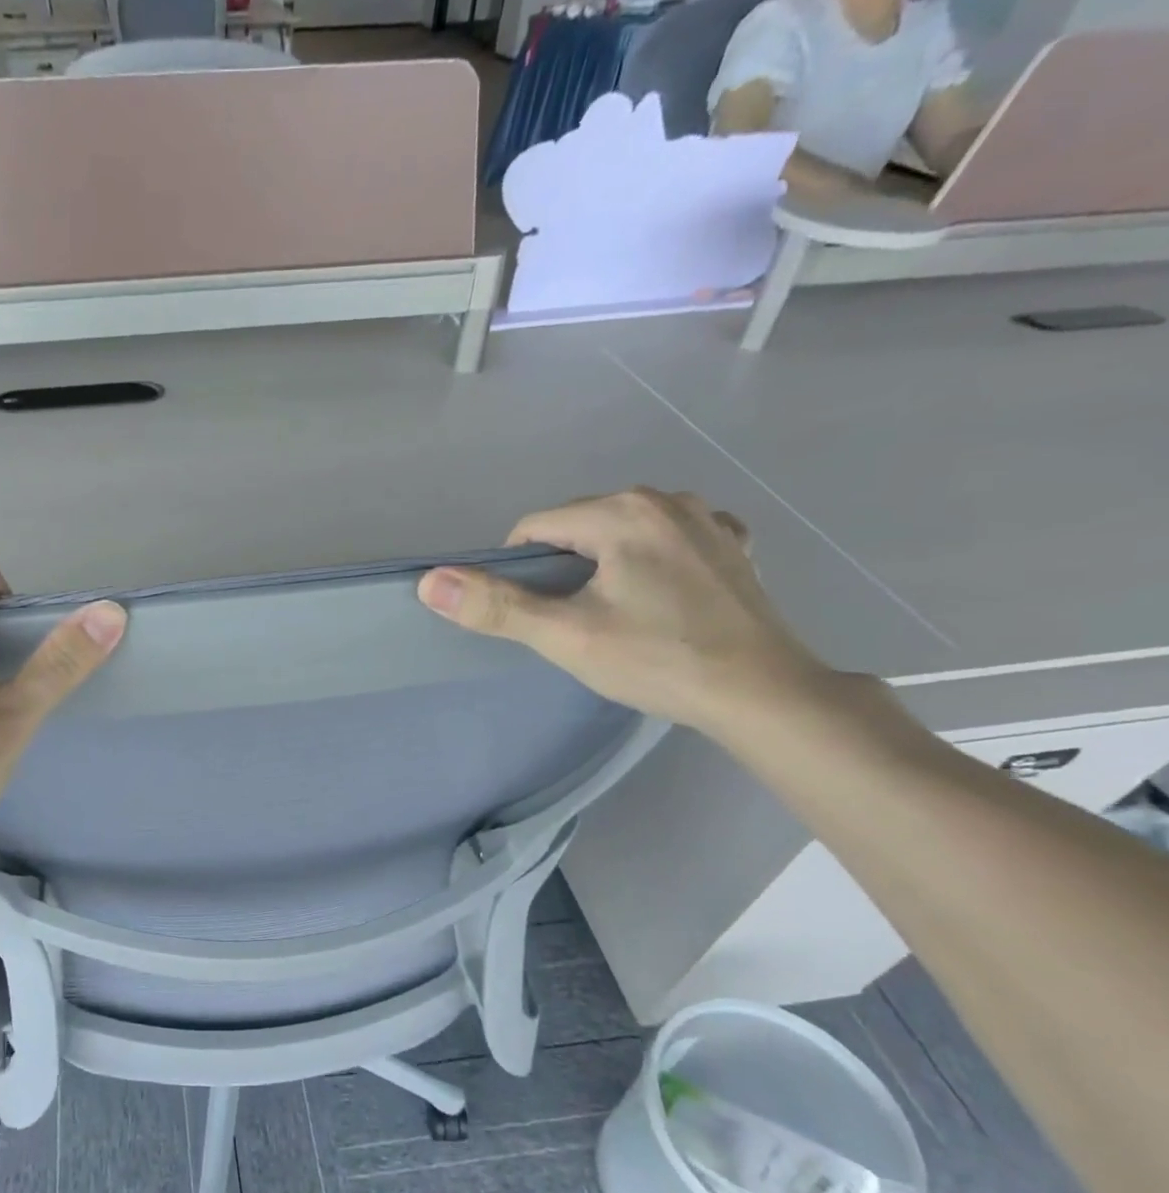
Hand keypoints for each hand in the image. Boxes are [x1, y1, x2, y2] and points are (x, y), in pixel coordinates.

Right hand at [417, 489, 832, 733]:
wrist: (762, 693)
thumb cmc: (657, 660)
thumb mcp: (564, 636)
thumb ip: (496, 606)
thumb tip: (430, 581)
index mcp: (621, 512)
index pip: (535, 527)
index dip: (518, 570)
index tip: (535, 614)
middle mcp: (667, 498)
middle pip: (579, 525)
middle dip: (562, 566)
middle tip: (573, 621)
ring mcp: (708, 518)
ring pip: (623, 531)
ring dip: (605, 563)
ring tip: (616, 613)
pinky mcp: (733, 545)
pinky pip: (670, 538)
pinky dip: (653, 559)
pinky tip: (660, 594)